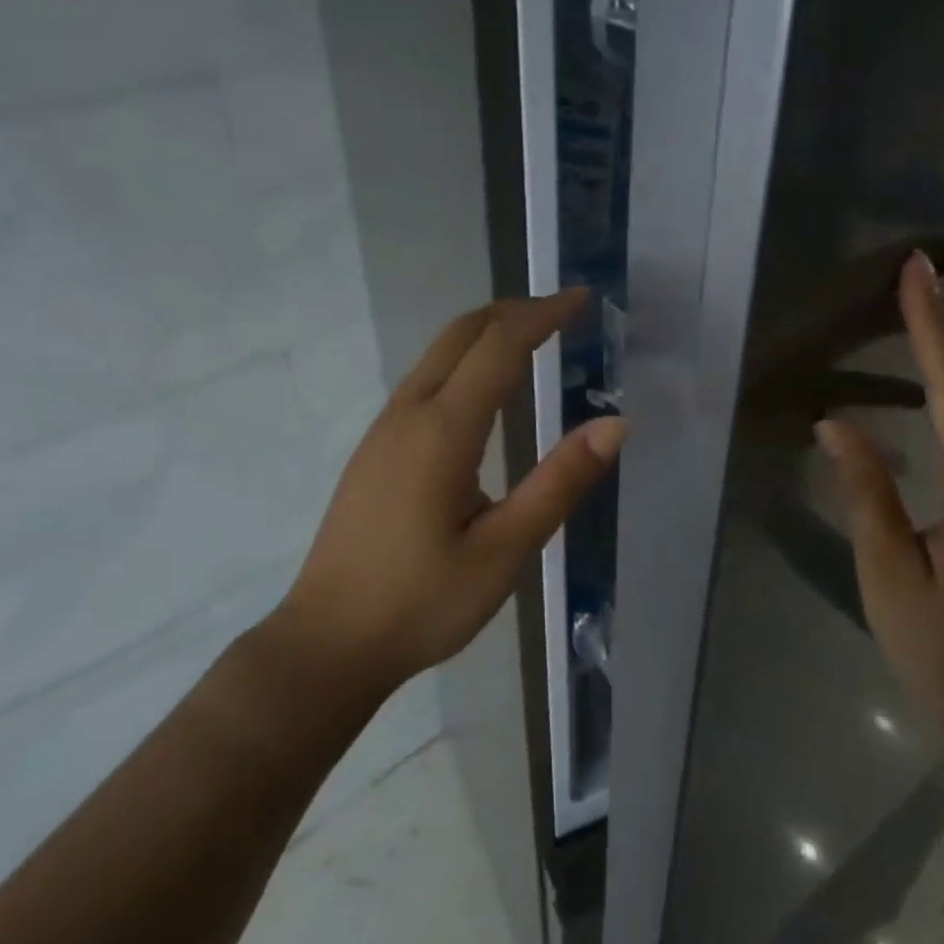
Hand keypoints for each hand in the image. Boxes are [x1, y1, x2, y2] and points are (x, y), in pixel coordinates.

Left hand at [278, 290, 626, 696]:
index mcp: (442, 431)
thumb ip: (559, 483)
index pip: (498, 346)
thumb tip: (614, 424)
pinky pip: (423, 382)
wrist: (329, 643)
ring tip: (532, 341)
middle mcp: (407, 415)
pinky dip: (463, 362)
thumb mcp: (503, 550)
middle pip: (460, 334)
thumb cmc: (422, 603)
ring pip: (437, 355)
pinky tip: (483, 393)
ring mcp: (383, 431)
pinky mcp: (374, 451)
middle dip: (513, 312)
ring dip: (485, 334)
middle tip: (562, 313)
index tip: (582, 300)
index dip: (542, 314)